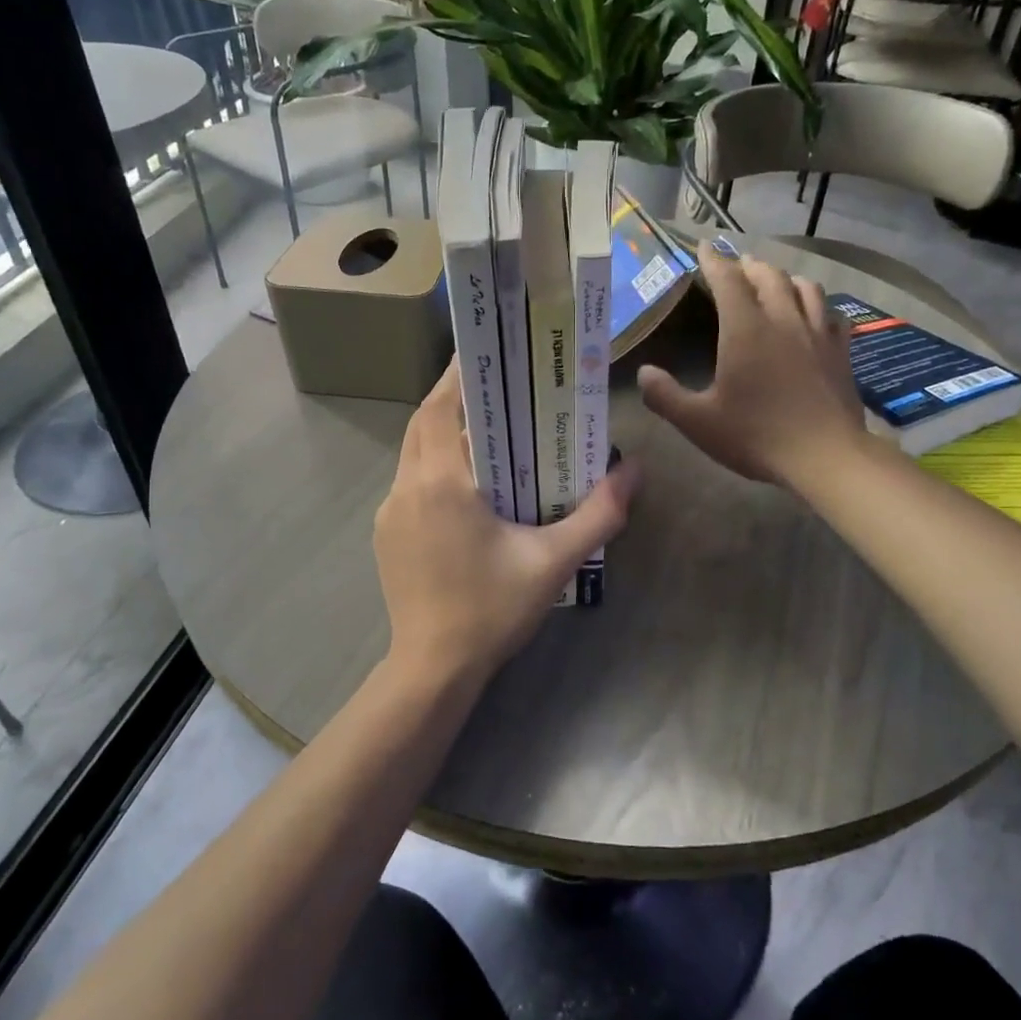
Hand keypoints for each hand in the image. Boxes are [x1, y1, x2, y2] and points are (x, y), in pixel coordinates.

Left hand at [375, 364, 637, 691]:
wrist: (433, 668)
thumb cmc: (492, 609)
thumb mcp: (553, 562)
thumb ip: (598, 514)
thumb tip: (634, 471)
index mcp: (441, 483)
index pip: (441, 408)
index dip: (457, 374)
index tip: (483, 352)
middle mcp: (407, 488)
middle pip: (425, 424)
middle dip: (454, 400)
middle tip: (496, 389)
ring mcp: (390, 513)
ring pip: (413, 453)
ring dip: (443, 435)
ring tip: (487, 433)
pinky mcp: (386, 536)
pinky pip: (409, 483)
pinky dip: (434, 468)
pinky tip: (466, 488)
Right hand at [638, 239, 864, 487]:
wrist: (825, 456)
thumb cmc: (756, 435)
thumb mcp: (698, 422)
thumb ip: (665, 396)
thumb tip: (643, 373)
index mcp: (745, 330)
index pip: (727, 280)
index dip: (713, 260)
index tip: (704, 246)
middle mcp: (783, 320)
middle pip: (769, 276)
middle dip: (750, 266)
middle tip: (737, 265)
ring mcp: (817, 334)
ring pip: (805, 288)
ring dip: (786, 278)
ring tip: (776, 281)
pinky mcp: (840, 351)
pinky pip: (831, 314)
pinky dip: (818, 306)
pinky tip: (815, 315)